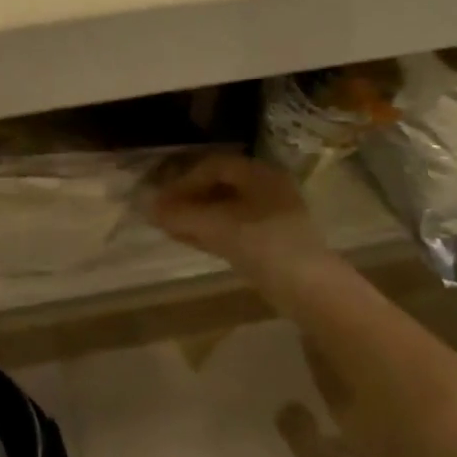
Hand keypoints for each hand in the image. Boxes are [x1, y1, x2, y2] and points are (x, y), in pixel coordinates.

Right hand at [147, 152, 323, 271]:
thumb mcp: (216, 226)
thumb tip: (147, 207)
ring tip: (171, 228)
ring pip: (226, 209)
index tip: (162, 200)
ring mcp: (273, 216)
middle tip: (164, 213)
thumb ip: (180, 214)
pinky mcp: (273, 241)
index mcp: (259, 174)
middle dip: (188, 199)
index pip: (213, 166)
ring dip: (197, 216)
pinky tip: (191, 240)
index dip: (183, 181)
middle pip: (219, 186)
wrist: (310, 290)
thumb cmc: (263, 245)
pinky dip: (211, 231)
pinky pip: (235, 227)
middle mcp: (268, 188)